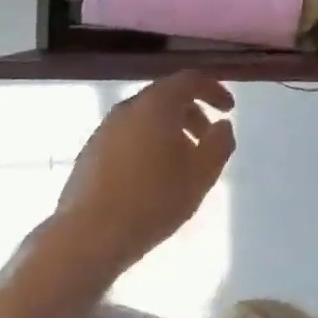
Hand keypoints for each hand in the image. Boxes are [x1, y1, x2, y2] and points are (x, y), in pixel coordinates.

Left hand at [50, 72, 236, 275]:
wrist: (88, 236)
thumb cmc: (153, 200)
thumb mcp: (201, 174)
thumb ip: (219, 143)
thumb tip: (222, 125)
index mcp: (156, 105)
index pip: (189, 80)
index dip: (214, 90)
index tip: (229, 109)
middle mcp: (127, 108)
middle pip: (166, 97)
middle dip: (193, 114)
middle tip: (208, 140)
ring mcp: (104, 130)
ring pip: (146, 118)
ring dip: (170, 131)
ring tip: (183, 164)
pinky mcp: (90, 152)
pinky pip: (128, 136)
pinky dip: (148, 144)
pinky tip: (153, 177)